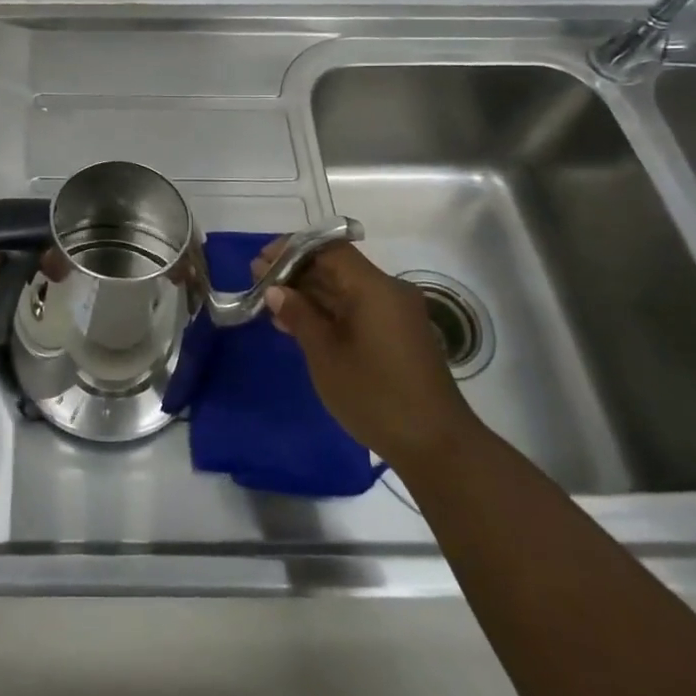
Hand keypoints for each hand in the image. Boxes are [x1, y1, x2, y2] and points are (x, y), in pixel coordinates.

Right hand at [255, 240, 475, 465]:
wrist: (437, 447)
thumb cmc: (375, 396)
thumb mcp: (326, 355)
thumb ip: (299, 316)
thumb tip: (275, 290)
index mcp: (374, 288)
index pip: (328, 249)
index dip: (291, 250)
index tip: (260, 262)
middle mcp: (389, 291)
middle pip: (337, 266)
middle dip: (297, 272)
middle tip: (258, 284)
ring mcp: (396, 314)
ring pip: (346, 289)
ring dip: (310, 294)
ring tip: (271, 307)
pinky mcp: (398, 335)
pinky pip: (357, 309)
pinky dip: (328, 312)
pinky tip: (299, 326)